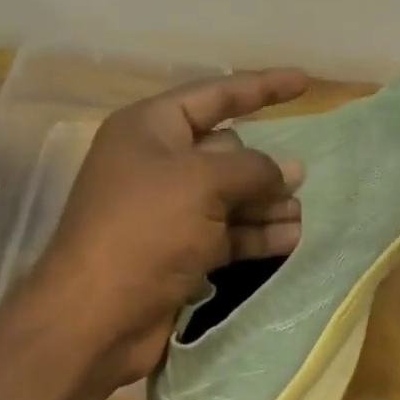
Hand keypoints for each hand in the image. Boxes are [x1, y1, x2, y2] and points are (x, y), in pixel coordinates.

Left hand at [29, 68, 309, 385]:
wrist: (94, 318)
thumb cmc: (145, 229)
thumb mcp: (203, 183)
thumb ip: (253, 169)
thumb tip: (288, 171)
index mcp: (150, 129)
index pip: (215, 96)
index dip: (261, 87)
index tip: (304, 82)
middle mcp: (157, 163)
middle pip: (226, 150)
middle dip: (264, 165)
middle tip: (301, 179)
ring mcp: (168, 210)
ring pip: (230, 195)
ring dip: (266, 203)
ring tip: (302, 213)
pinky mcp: (178, 250)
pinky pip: (227, 231)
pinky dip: (256, 234)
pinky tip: (291, 239)